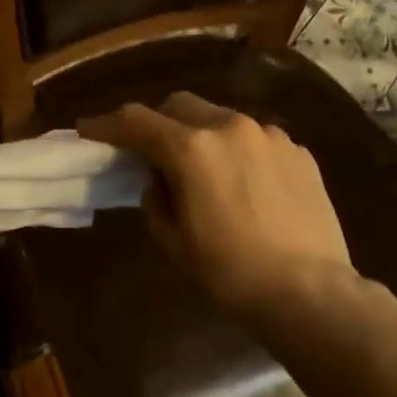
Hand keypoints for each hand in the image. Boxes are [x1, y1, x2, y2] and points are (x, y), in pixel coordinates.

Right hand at [79, 92, 354, 311]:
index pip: (136, 121)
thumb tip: (159, 181)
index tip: (88, 130)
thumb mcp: (175, 242)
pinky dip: (238, 151)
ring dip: (201, 134)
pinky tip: (245, 184)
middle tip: (150, 153)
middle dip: (158, 123)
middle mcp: (231, 127)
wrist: (309, 291)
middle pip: (180, 105)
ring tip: (204, 171)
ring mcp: (270, 135)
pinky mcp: (299, 151)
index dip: (107, 124)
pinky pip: (255, 139)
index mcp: (192, 149)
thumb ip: (156, 200)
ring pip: (221, 118)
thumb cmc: (231, 272)